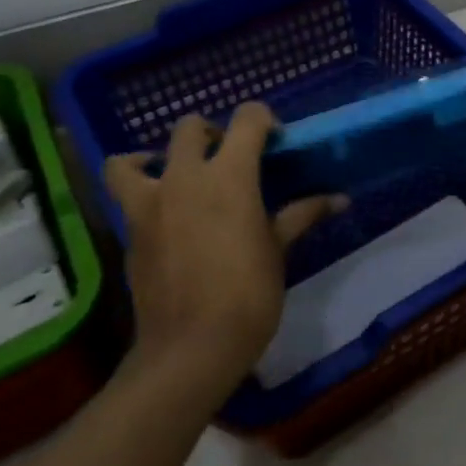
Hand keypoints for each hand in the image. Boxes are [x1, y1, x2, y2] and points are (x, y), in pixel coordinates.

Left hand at [104, 103, 344, 396]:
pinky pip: (126, 197)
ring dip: (153, 159)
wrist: (192, 346)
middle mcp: (183, 178)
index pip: (246, 120)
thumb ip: (302, 215)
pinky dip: (140, 195)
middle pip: (189, 128)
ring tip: (173, 177)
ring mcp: (148, 203)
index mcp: (229, 176)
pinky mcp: (129, 231)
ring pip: (132, 159)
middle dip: (211, 133)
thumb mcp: (278, 250)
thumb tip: (339, 199)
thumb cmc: (248, 294)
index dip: (263, 120)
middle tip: (229, 159)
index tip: (275, 140)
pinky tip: (163, 216)